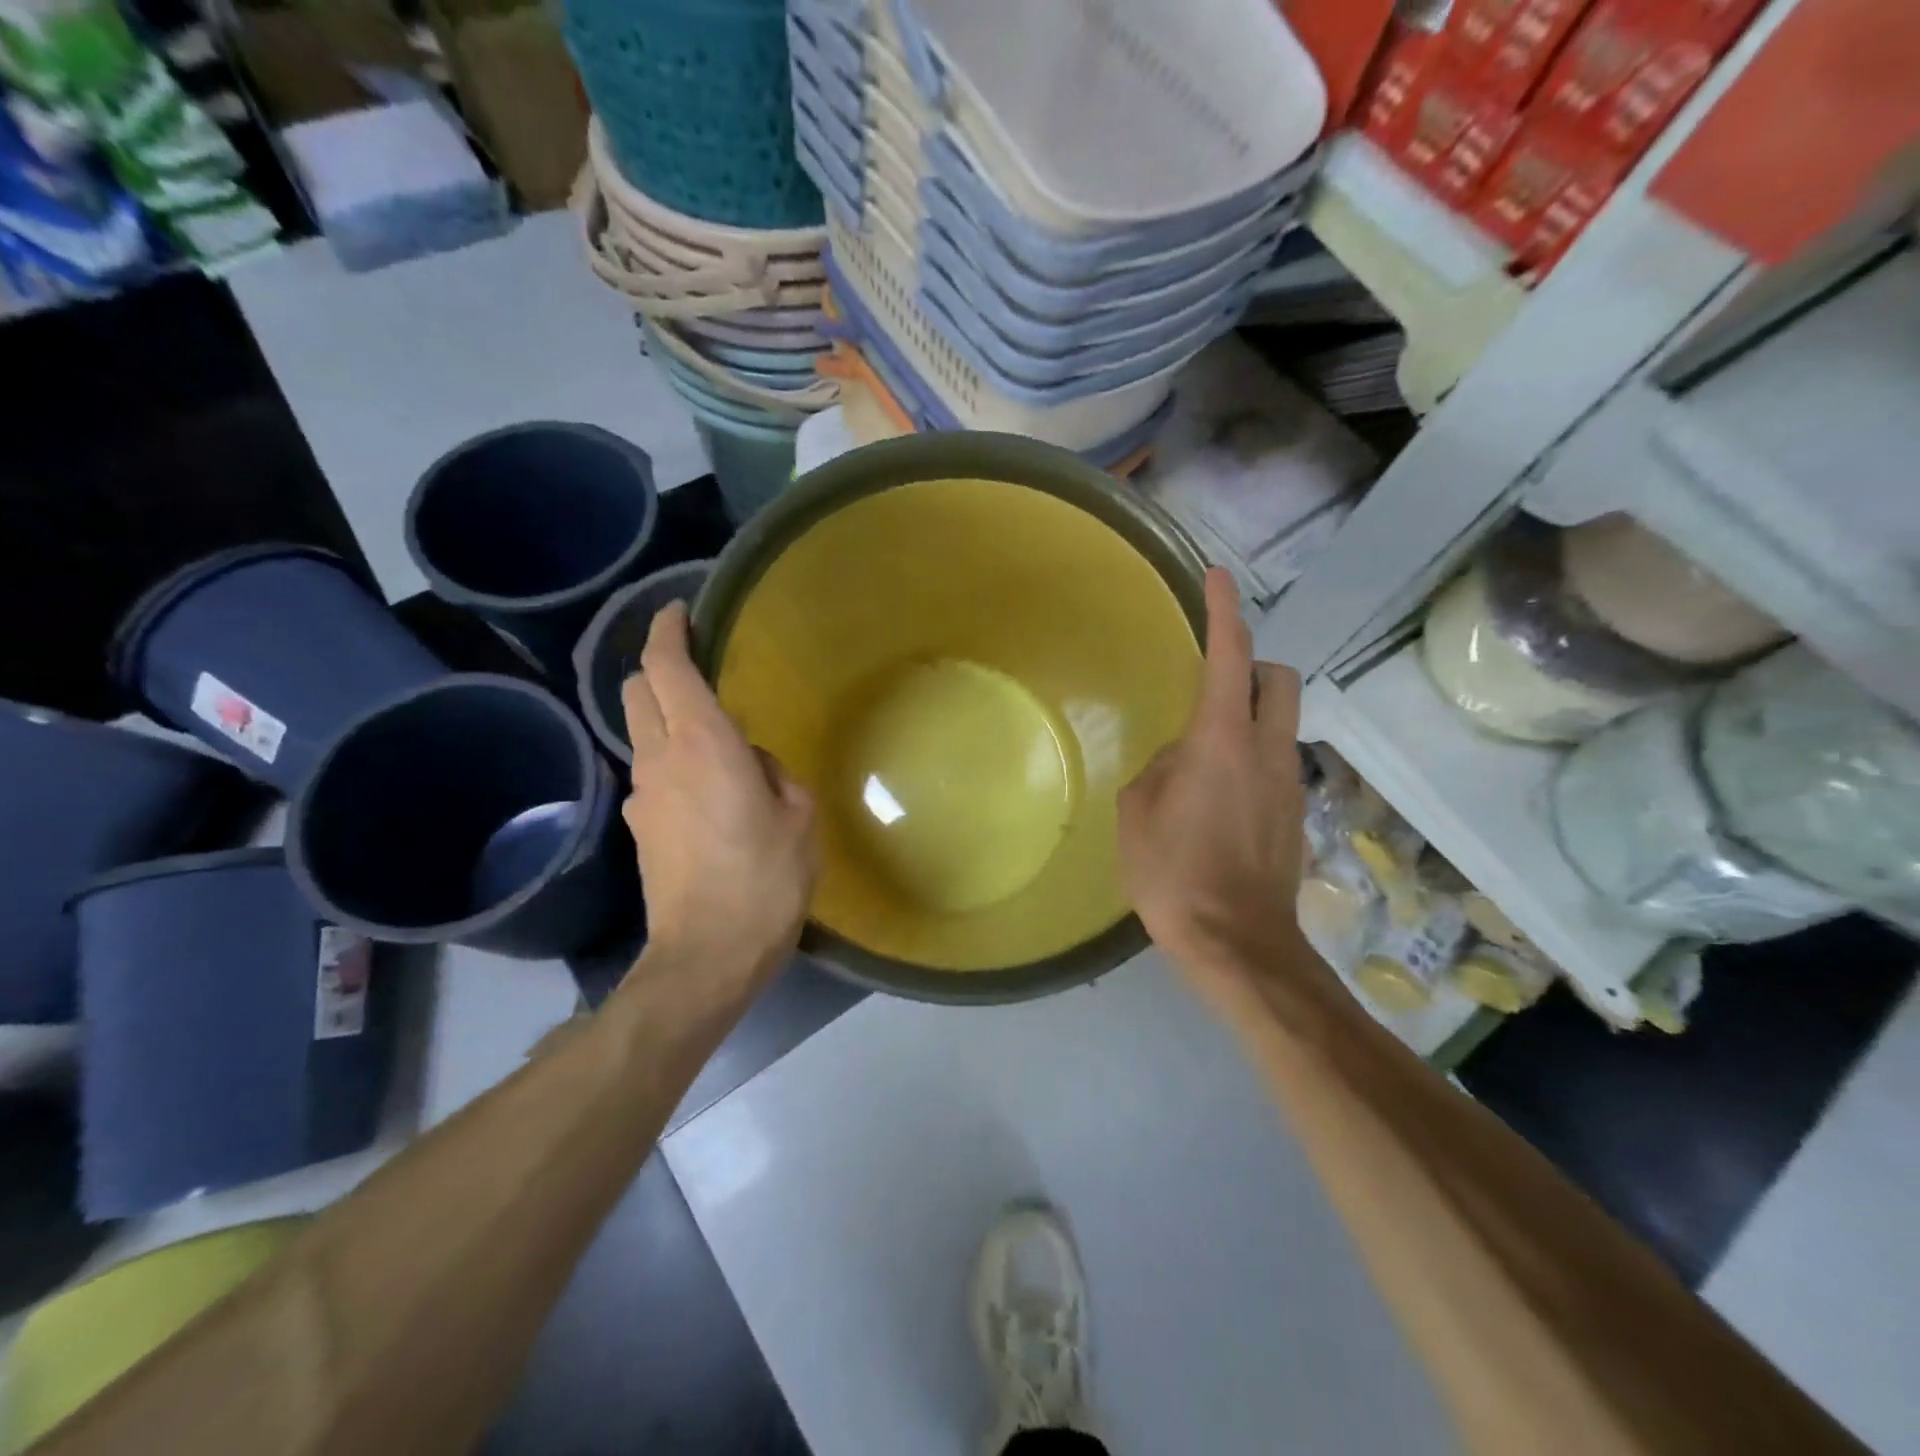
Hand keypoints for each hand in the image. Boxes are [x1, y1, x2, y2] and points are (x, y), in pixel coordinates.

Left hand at [622, 602, 818, 995]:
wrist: (706, 955)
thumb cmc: (764, 880)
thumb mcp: (798, 819)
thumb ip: (775, 775)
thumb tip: (752, 765)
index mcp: (703, 743)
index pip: (666, 666)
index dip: (668, 631)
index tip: (679, 612)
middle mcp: (660, 759)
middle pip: (636, 691)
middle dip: (658, 669)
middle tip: (697, 672)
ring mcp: (642, 796)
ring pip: (641, 733)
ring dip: (667, 720)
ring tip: (715, 742)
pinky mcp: (639, 829)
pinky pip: (653, 775)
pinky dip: (672, 763)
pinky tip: (708, 793)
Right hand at [1119, 568, 1307, 1005]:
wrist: (1237, 944)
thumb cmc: (1175, 873)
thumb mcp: (1138, 811)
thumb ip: (1160, 769)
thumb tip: (1181, 761)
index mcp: (1222, 741)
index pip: (1230, 657)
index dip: (1223, 612)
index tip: (1216, 577)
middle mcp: (1267, 751)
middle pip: (1280, 679)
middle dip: (1253, 666)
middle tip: (1216, 684)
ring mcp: (1288, 784)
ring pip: (1282, 723)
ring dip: (1251, 718)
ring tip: (1205, 760)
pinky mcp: (1295, 815)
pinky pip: (1275, 764)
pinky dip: (1251, 760)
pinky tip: (1218, 802)